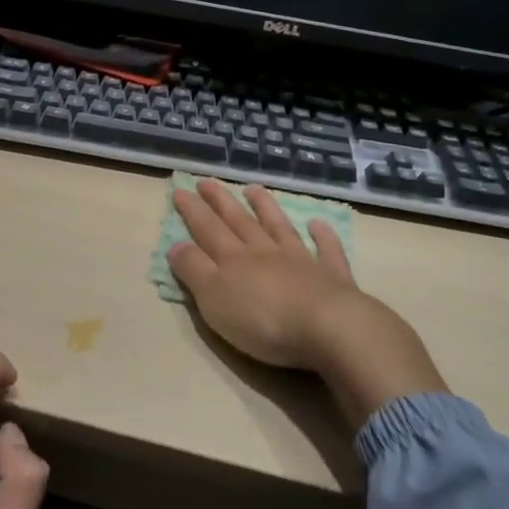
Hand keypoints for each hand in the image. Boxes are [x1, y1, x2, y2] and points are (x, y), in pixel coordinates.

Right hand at [169, 181, 447, 430]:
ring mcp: (301, 261)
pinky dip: (323, 236)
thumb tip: (176, 245)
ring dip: (265, 207)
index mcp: (234, 260)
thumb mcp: (213, 299)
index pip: (207, 229)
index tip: (179, 189)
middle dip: (220, 201)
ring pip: (278, 227)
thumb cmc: (263, 319)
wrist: (328, 328)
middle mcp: (265, 252)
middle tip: (207, 181)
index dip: (192, 210)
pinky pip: (326, 250)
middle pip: (239, 221)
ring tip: (254, 188)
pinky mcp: (331, 277)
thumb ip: (194, 270)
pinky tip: (318, 224)